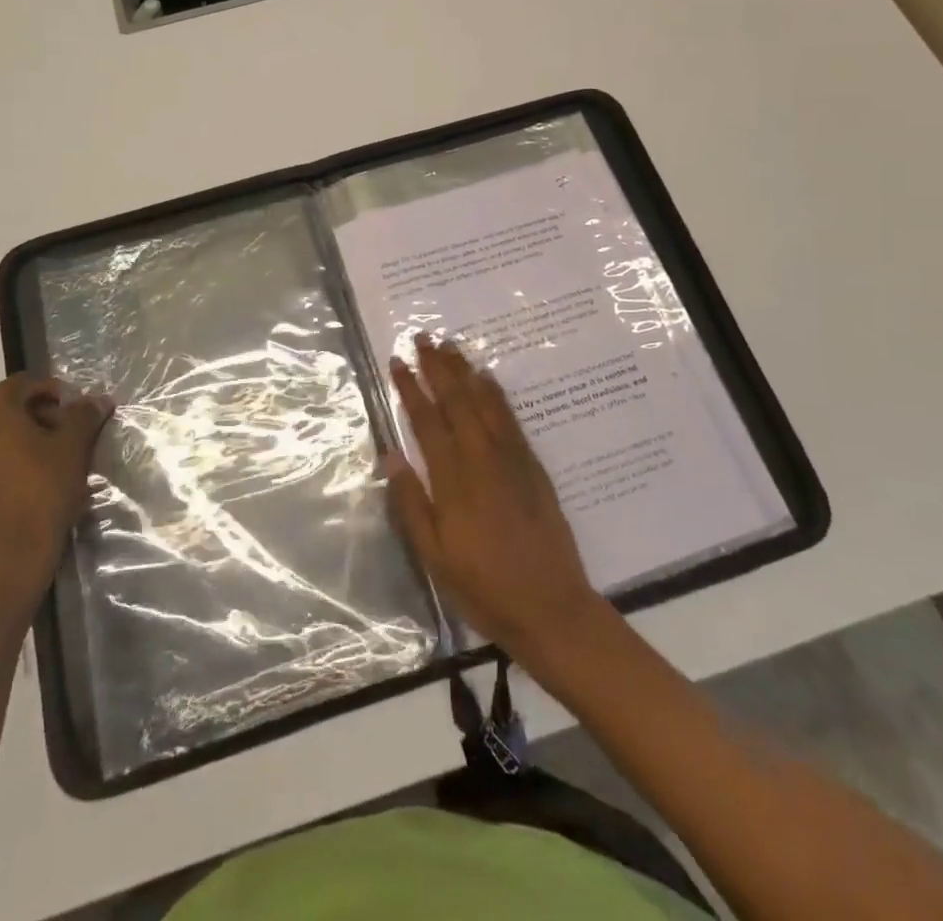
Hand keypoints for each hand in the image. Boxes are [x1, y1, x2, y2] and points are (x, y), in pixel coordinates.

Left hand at [0, 374, 113, 620]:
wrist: (7, 560)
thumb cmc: (42, 492)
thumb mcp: (74, 447)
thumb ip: (85, 415)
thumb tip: (98, 399)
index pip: (25, 383)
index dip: (55, 391)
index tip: (77, 412)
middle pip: (7, 408)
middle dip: (39, 415)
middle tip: (68, 435)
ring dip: (22, 439)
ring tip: (51, 460)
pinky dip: (6, 463)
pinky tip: (29, 484)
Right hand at [385, 334, 606, 667]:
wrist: (551, 606)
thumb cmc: (484, 587)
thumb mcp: (434, 556)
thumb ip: (412, 503)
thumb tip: (391, 455)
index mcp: (453, 480)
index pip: (427, 421)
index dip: (410, 388)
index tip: (397, 361)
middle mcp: (481, 459)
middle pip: (456, 401)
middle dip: (436, 367)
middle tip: (423, 337)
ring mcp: (511, 459)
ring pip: (483, 402)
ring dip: (464, 371)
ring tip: (449, 345)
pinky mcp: (533, 466)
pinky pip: (510, 418)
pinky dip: (496, 393)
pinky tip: (487, 378)